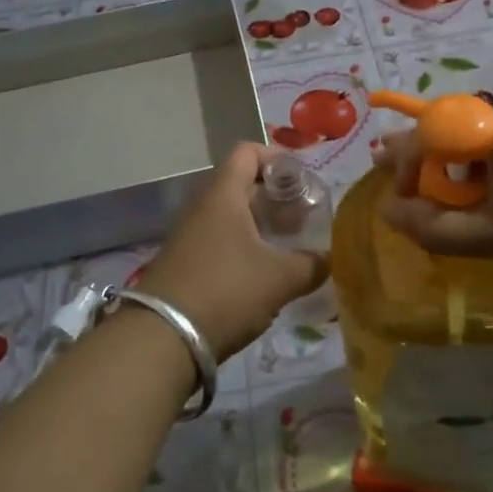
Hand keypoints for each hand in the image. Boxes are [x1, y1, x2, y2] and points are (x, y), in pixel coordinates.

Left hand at [136, 143, 327, 361]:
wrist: (162, 339)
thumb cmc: (226, 291)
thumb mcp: (280, 279)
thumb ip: (311, 265)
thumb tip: (330, 259)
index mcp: (224, 196)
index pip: (247, 152)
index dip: (276, 159)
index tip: (301, 182)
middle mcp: (202, 208)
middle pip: (241, 185)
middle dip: (274, 199)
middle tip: (301, 219)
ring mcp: (189, 237)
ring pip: (230, 217)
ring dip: (259, 227)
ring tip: (286, 249)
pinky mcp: (183, 264)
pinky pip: (218, 243)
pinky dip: (242, 249)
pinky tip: (261, 276)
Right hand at [375, 99, 492, 292]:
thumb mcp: (488, 237)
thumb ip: (431, 225)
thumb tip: (388, 210)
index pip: (437, 129)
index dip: (407, 160)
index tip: (397, 195)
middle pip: (460, 127)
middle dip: (430, 159)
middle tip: (406, 186)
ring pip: (485, 136)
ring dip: (460, 165)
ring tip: (448, 198)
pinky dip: (490, 165)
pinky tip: (489, 193)